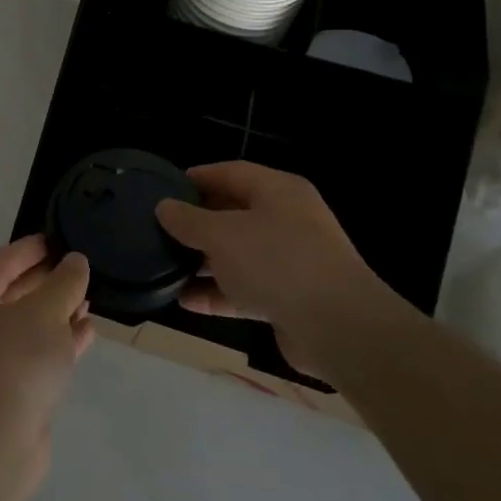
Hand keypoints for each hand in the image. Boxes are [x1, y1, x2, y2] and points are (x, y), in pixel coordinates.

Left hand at [0, 237, 93, 498]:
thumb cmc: (13, 364)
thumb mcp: (44, 312)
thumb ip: (64, 282)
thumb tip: (75, 262)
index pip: (2, 260)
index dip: (32, 248)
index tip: (60, 237)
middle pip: (14, 291)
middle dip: (48, 280)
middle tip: (81, 267)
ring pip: (28, 325)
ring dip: (58, 312)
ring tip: (90, 298)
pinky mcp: (9, 390)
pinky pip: (37, 354)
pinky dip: (60, 341)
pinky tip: (87, 332)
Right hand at [154, 161, 412, 383]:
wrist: (339, 327)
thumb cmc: (276, 262)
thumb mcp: (222, 234)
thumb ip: (189, 220)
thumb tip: (164, 207)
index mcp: (278, 191)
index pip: (230, 173)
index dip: (196, 178)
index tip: (163, 189)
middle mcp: (287, 220)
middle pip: (233, 213)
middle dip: (197, 223)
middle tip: (160, 230)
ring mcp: (291, 260)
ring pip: (238, 254)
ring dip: (203, 262)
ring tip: (165, 267)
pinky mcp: (290, 297)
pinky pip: (246, 288)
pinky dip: (218, 293)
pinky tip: (185, 300)